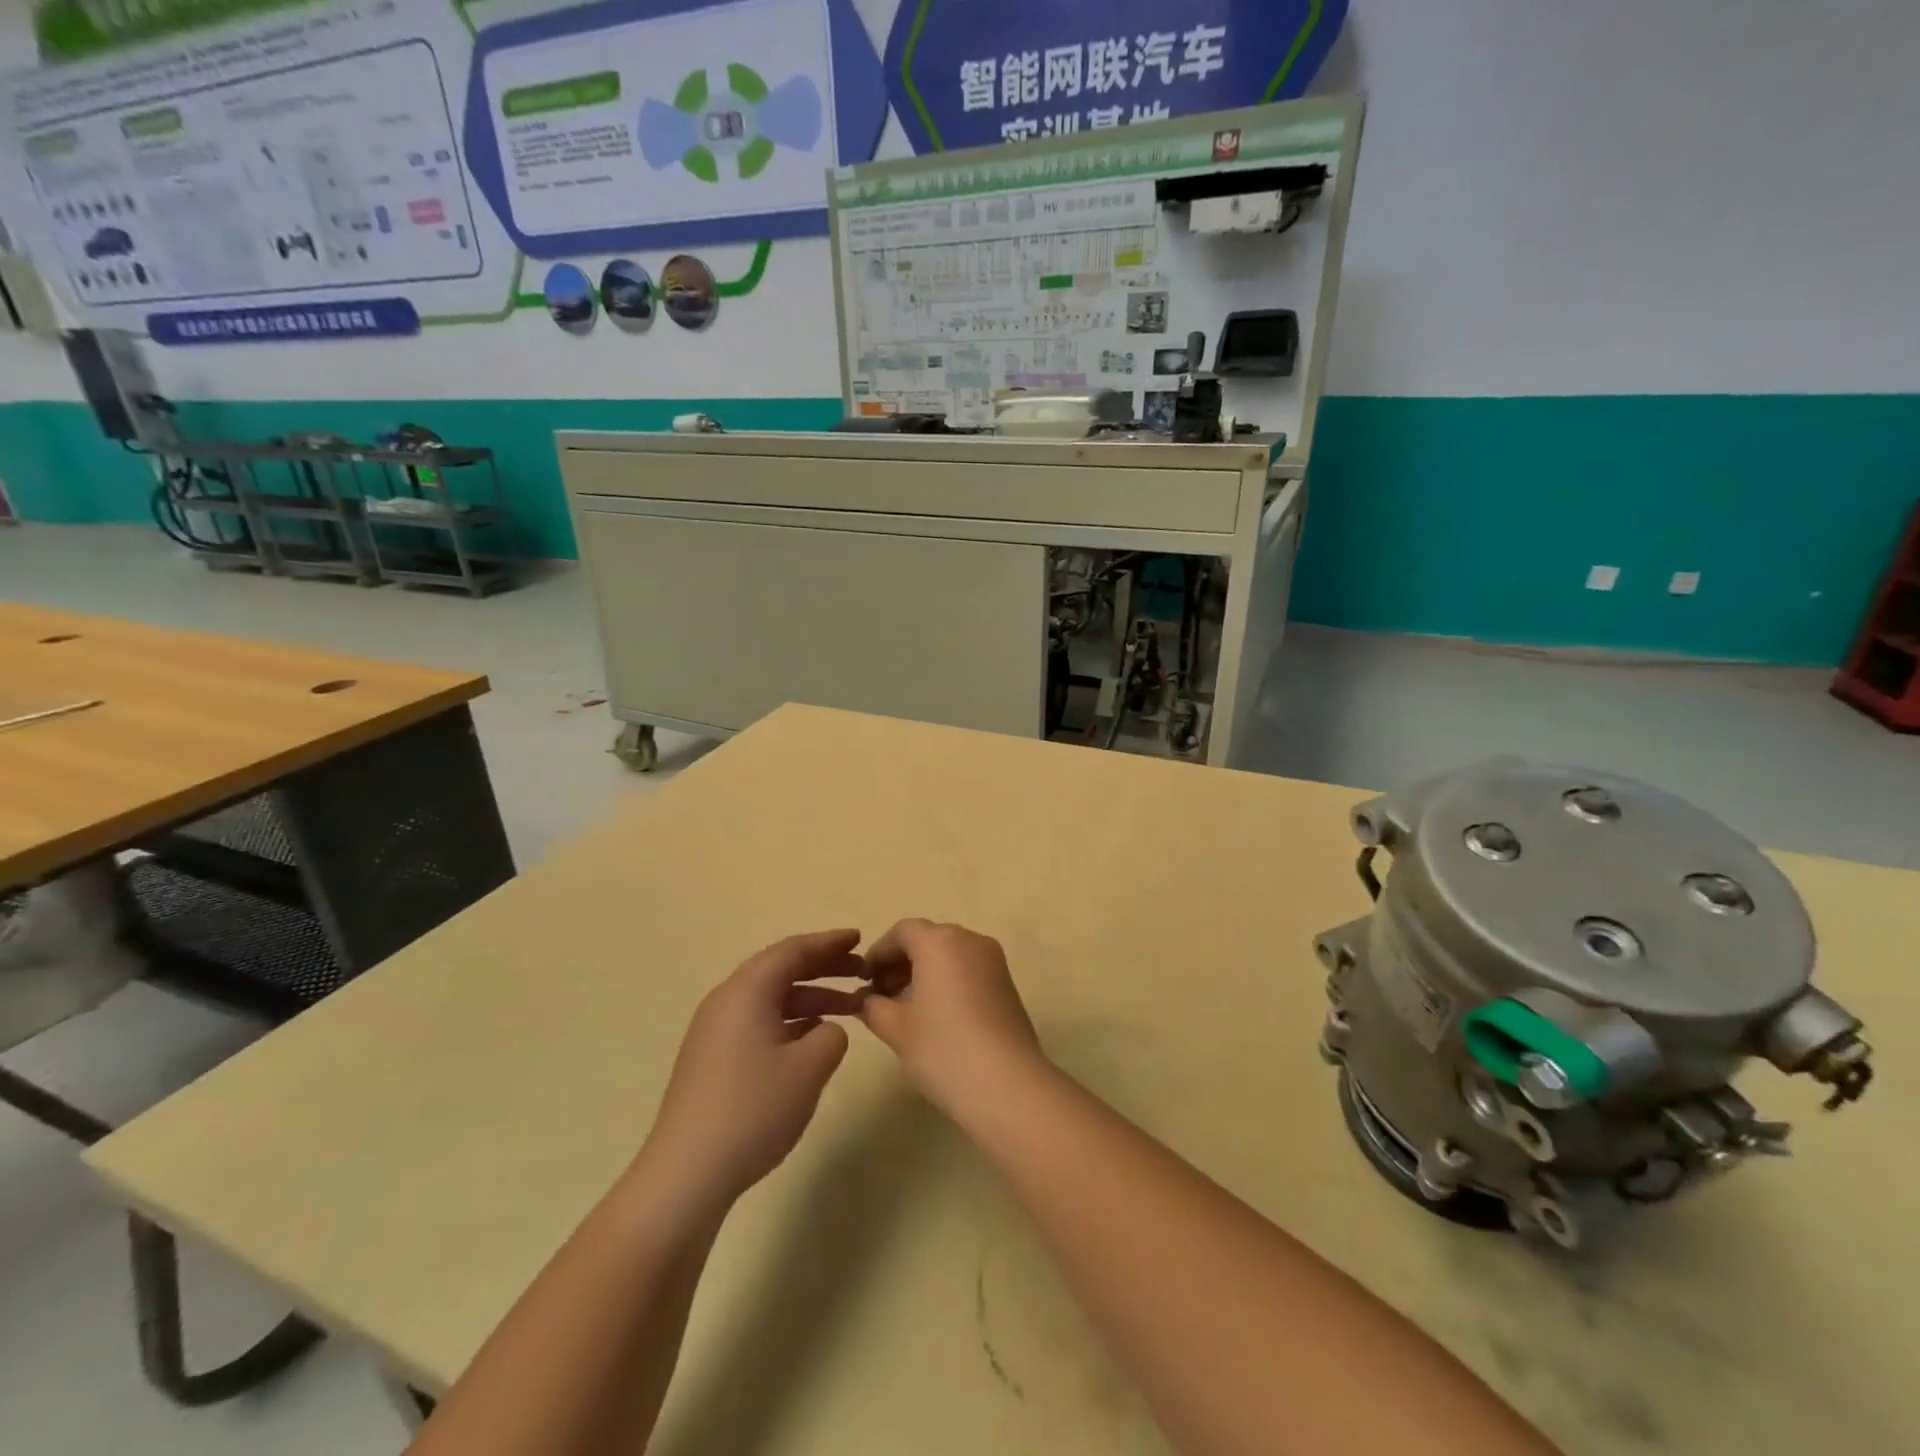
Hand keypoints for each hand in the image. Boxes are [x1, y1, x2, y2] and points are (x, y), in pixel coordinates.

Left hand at [642, 930, 867, 1206]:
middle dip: (824, 967)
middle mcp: (727, 1000)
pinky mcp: (713, 1058)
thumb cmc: (752, 1109)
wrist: (685, 1174)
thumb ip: (832, 1035)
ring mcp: (715, 1030)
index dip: (830, 942)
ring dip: (811, 997)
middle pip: (781, 969)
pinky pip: (759, 1021)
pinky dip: (791, 1020)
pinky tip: (814, 1038)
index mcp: (747, 991)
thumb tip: (826, 1030)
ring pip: (771, 998)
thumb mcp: (809, 1068)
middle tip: (861, 971)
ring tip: (850, 1008)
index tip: (860, 938)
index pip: (794, 950)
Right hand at [858, 919, 1044, 1113]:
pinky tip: (934, 1016)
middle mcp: (970, 940)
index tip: (863, 981)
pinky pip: (968, 969)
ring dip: (923, 972)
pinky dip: (947, 981)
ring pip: (949, 954)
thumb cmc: (943, 1049)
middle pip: (927, 939)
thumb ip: (873, 1007)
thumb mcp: (896, 1029)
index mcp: (940, 941)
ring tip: (904, 1010)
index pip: (902, 932)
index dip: (879, 953)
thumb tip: (865, 1001)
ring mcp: (993, 961)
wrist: (1008, 1085)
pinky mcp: (1007, 983)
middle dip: (900, 962)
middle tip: (880, 997)